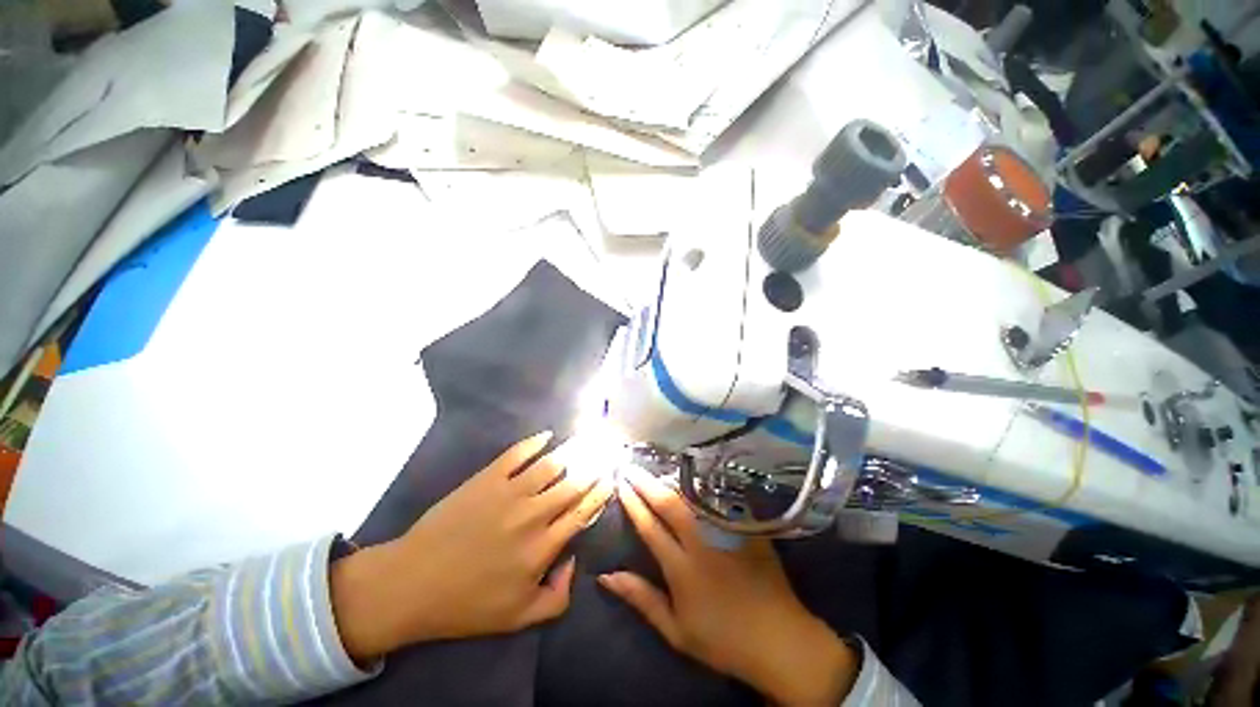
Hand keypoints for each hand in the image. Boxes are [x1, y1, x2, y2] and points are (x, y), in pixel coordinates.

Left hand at [331, 432, 613, 660]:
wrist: (412, 582)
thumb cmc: (467, 604)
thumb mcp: (518, 618)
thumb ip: (558, 598)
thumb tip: (573, 561)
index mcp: (543, 546)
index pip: (582, 511)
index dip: (600, 493)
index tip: (611, 479)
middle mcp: (533, 513)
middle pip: (573, 483)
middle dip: (593, 466)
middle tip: (606, 452)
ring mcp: (509, 491)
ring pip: (551, 464)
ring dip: (573, 450)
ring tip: (587, 440)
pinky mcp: (487, 478)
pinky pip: (517, 453)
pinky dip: (535, 441)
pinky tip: (547, 435)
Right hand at [600, 467, 858, 706]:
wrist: (779, 638)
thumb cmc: (722, 639)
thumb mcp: (676, 630)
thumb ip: (642, 599)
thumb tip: (606, 576)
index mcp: (682, 568)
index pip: (650, 527)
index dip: (633, 504)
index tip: (621, 484)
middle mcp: (702, 543)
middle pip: (669, 504)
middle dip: (646, 483)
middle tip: (631, 467)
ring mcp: (726, 532)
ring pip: (693, 497)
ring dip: (671, 481)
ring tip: (655, 470)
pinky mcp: (745, 527)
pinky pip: (718, 499)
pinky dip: (699, 488)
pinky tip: (690, 479)